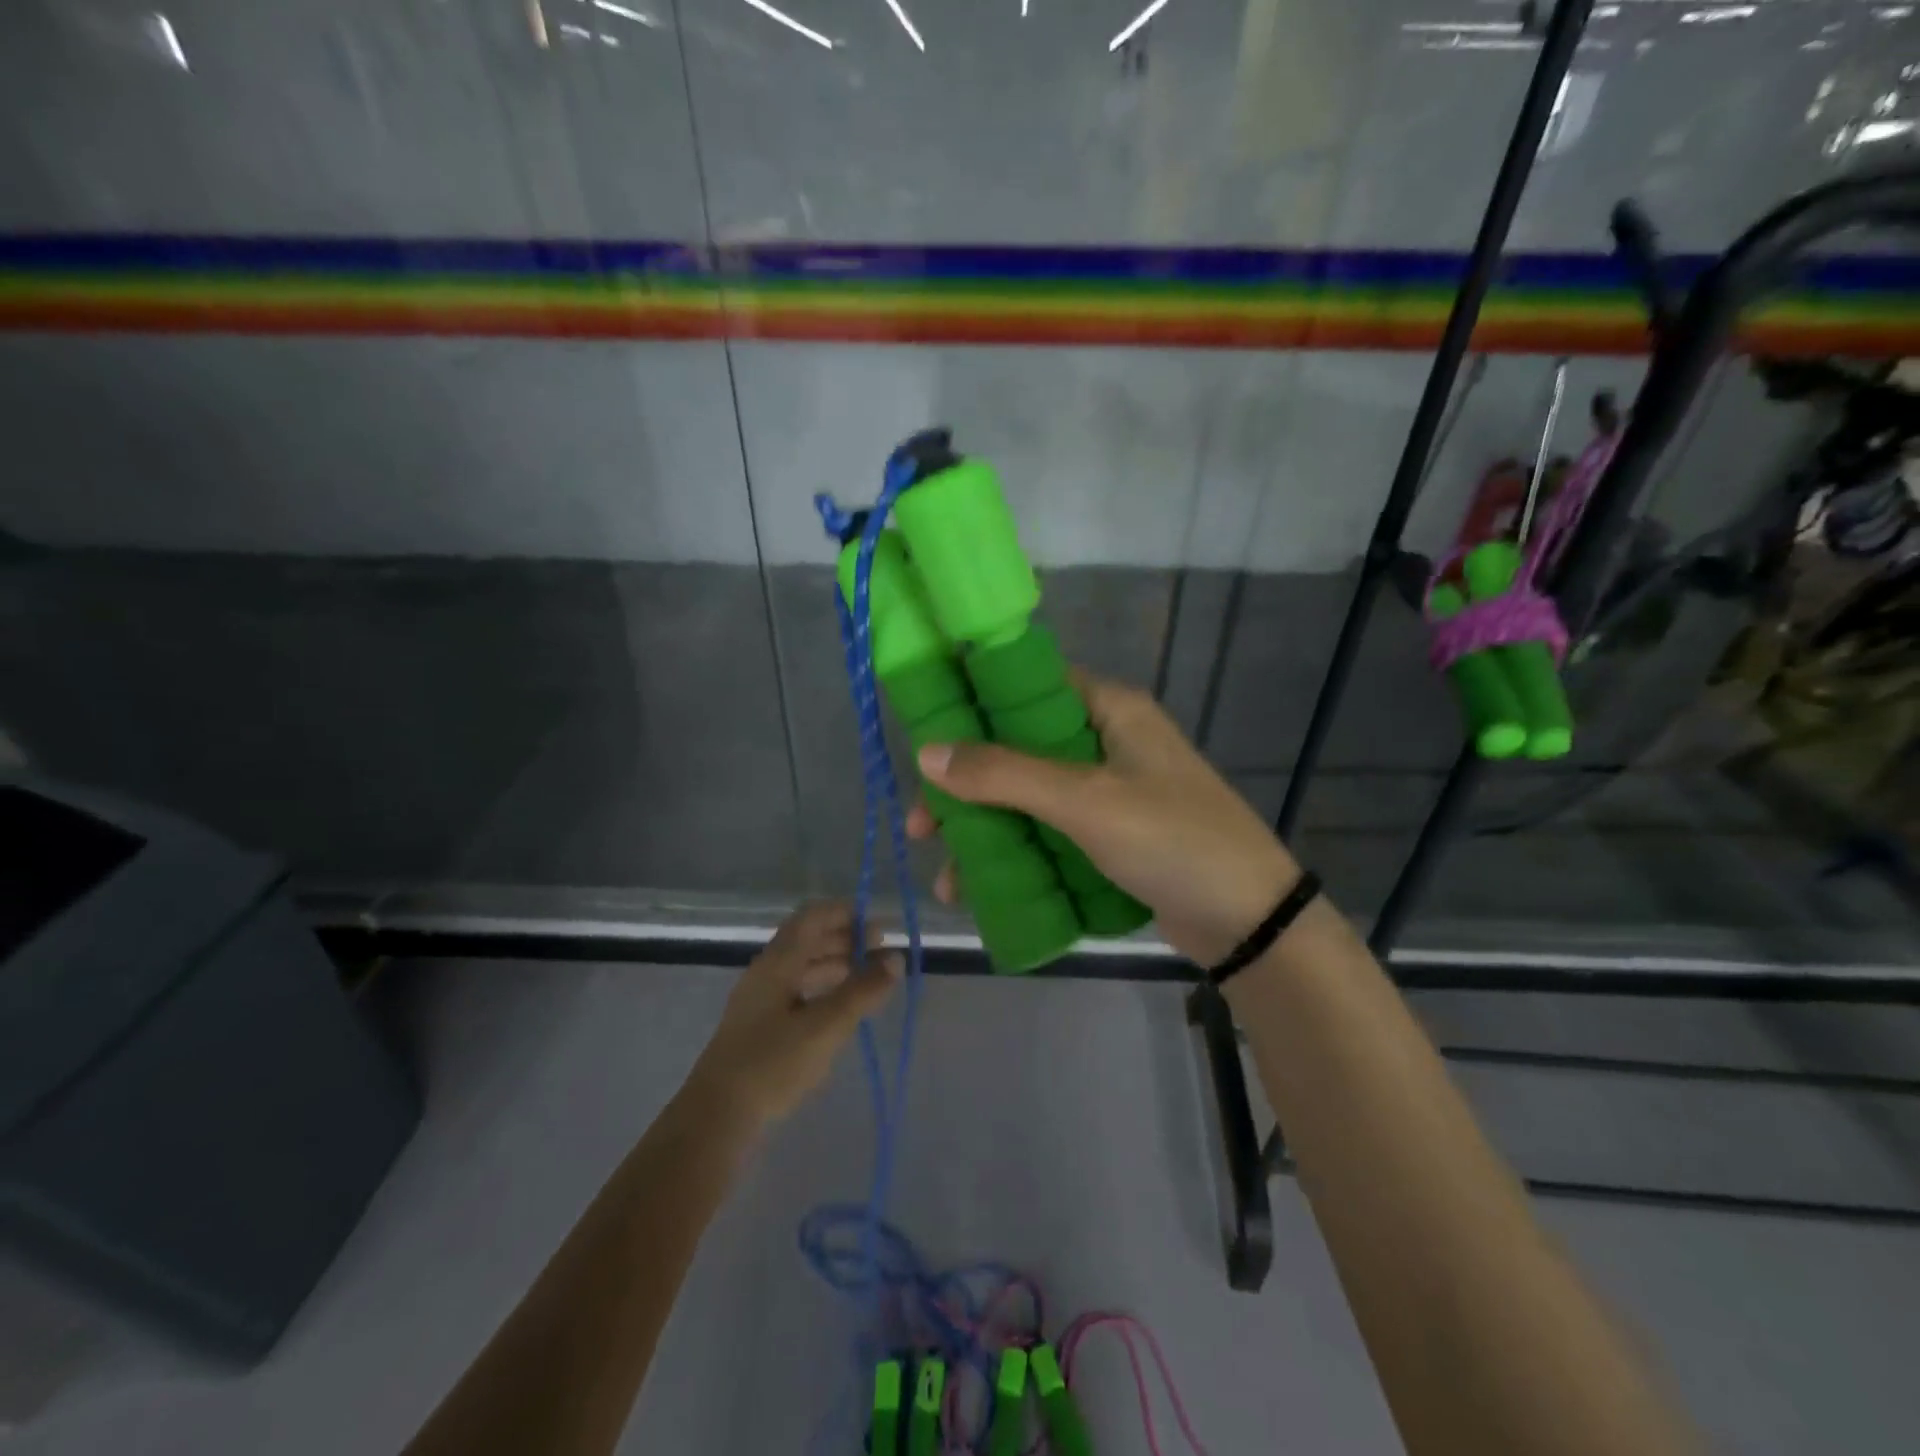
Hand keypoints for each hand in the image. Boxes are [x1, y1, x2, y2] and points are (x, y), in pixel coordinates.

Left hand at [688, 901, 900, 1125]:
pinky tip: (841, 1007)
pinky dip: (824, 988)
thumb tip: (896, 958)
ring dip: (836, 963)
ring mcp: (760, 1000)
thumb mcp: (825, 1026)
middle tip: (881, 954)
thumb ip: (862, 991)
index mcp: (777, 962)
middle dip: (846, 939)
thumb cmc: (772, 1064)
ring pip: (802, 966)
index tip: (879, 927)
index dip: (846, 914)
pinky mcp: (760, 1026)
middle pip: (808, 939)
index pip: (813, 917)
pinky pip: (797, 990)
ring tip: (868, 978)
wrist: (717, 1118)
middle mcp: (767, 972)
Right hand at [907, 669, 1300, 966]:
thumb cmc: (1173, 841)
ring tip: (949, 878)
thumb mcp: (1086, 802)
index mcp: (1108, 709)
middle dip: (967, 790)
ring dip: (985, 832)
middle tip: (924, 828)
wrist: (1251, 922)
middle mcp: (1105, 742)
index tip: (924, 742)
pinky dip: (1015, 856)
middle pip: (1016, 750)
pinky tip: (983, 890)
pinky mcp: (1109, 837)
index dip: (970, 706)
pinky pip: (1048, 835)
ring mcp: (1108, 793)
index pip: (1025, 687)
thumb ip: (1006, 774)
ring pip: (1027, 798)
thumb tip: (927, 753)